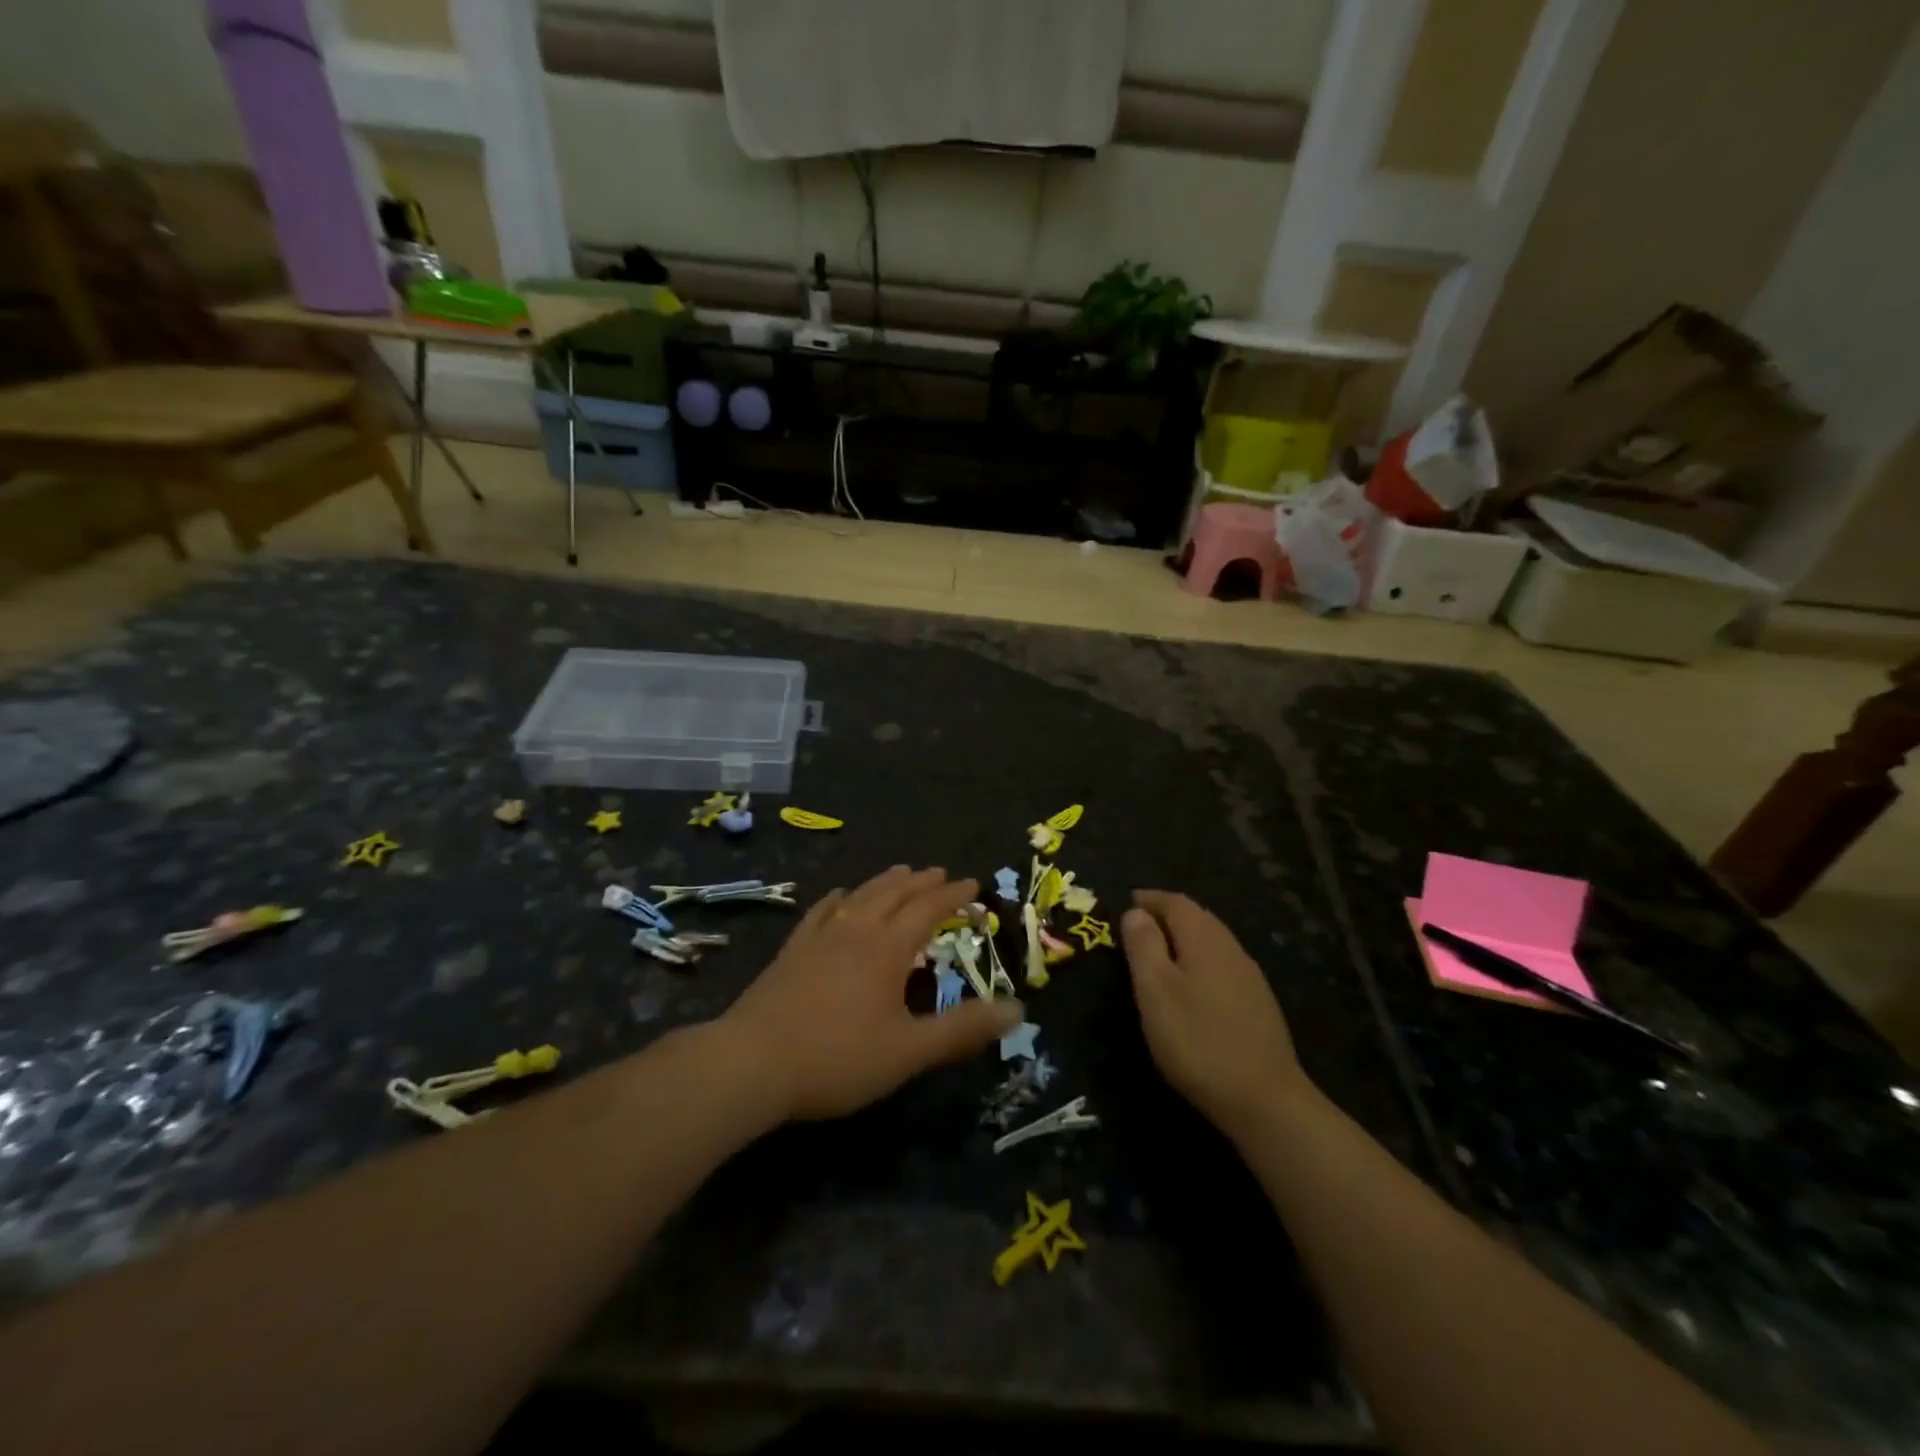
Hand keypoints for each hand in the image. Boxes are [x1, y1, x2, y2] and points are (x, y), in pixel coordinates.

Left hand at [723, 866, 1024, 1120]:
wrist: (752, 1063)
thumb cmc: (837, 1058)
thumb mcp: (909, 1051)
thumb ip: (963, 1029)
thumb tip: (1018, 1009)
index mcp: (887, 949)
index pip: (927, 909)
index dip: (952, 896)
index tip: (973, 885)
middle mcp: (855, 931)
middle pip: (893, 894)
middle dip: (921, 882)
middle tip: (940, 872)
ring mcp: (819, 938)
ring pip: (859, 896)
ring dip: (885, 882)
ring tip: (900, 872)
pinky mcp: (792, 951)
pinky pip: (821, 912)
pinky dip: (839, 899)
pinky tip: (840, 897)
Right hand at [1122, 890, 1310, 1138]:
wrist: (1265, 1099)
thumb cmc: (1197, 1040)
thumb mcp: (1156, 991)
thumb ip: (1144, 946)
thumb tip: (1135, 911)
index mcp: (1205, 939)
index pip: (1176, 903)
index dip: (1150, 899)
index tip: (1127, 900)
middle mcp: (1231, 948)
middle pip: (1198, 917)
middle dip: (1168, 914)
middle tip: (1140, 923)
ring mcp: (1250, 976)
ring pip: (1213, 940)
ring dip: (1185, 937)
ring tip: (1161, 950)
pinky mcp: (1258, 1003)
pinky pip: (1223, 963)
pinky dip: (1200, 959)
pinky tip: (1193, 982)